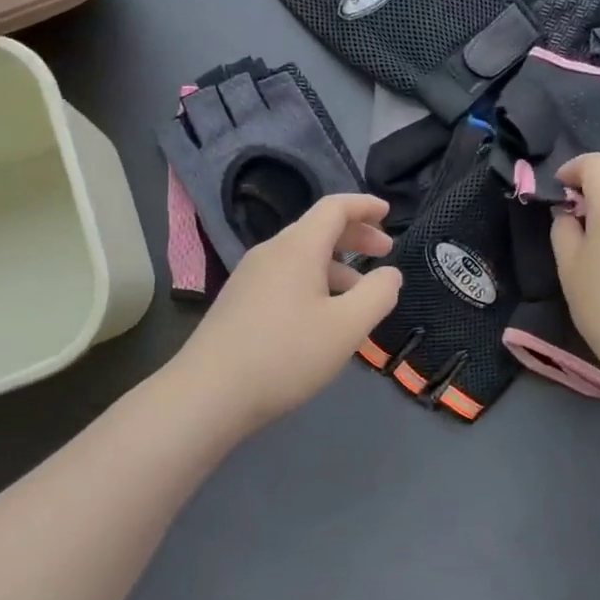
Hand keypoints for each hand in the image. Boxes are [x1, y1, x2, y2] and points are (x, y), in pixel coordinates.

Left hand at [174, 194, 402, 432]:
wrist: (208, 393)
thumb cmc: (285, 354)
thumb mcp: (347, 327)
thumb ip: (378, 295)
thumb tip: (390, 274)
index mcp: (298, 247)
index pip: (335, 208)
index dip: (364, 205)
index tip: (388, 211)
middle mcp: (271, 252)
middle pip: (318, 229)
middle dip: (355, 236)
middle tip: (385, 252)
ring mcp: (250, 276)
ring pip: (301, 257)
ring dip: (336, 265)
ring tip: (360, 294)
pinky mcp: (239, 301)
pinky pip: (286, 277)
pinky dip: (314, 282)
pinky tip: (323, 316)